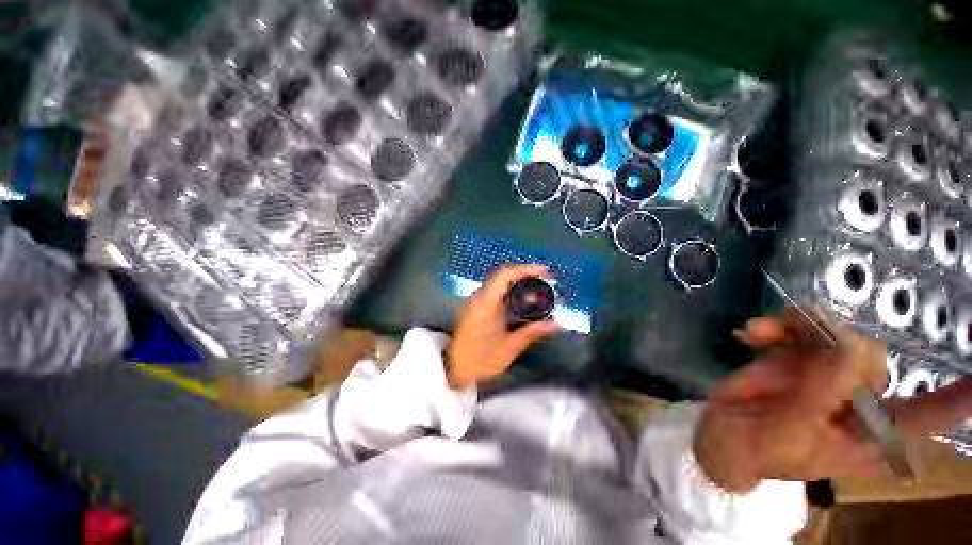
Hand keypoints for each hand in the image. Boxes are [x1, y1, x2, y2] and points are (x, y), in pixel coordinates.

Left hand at [446, 264, 560, 388]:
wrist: (454, 370)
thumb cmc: (481, 360)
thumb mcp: (509, 348)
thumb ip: (532, 333)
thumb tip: (556, 325)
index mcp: (486, 303)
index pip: (505, 275)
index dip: (526, 270)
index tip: (545, 272)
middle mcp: (479, 297)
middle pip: (504, 276)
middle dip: (526, 275)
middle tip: (546, 283)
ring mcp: (476, 301)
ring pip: (500, 283)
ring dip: (519, 283)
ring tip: (538, 290)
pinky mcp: (476, 307)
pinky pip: (496, 292)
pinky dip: (511, 292)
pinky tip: (522, 302)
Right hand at [694, 311, 971, 492]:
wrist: (720, 436)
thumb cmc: (755, 452)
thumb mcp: (785, 435)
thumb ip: (817, 398)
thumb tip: (848, 349)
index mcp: (866, 433)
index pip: (926, 417)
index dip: (956, 398)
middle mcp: (855, 399)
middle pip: (871, 356)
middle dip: (836, 342)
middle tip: (795, 336)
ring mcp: (824, 375)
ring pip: (835, 334)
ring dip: (798, 326)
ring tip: (761, 331)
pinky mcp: (795, 358)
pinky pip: (794, 330)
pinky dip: (773, 326)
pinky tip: (749, 335)